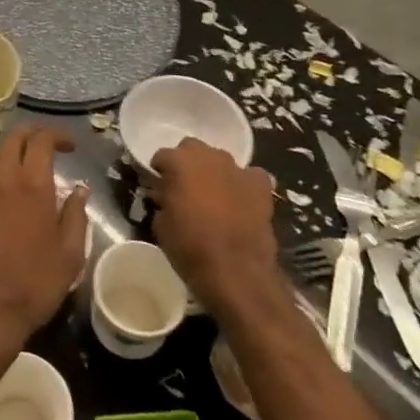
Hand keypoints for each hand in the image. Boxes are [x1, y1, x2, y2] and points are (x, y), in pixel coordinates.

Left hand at [0, 126, 89, 360]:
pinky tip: (4, 204)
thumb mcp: (70, 255)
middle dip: (31, 136)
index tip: (70, 146)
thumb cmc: (34, 286)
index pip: (41, 140)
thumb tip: (79, 190)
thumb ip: (76, 215)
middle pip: (12, 140)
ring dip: (11, 156)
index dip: (57, 135)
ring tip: (27, 171)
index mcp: (31, 185)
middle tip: (48, 147)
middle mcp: (0, 181)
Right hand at [148, 138, 278, 313]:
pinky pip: (250, 175)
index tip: (158, 185)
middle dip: (187, 163)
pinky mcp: (260, 186)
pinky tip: (241, 199)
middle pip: (192, 148)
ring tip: (213, 195)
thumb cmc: (189, 248)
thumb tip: (165, 196)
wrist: (235, 271)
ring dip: (214, 172)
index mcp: (179, 162)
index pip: (162, 155)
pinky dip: (243, 184)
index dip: (159, 171)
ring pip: (220, 160)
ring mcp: (237, 169)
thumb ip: (162, 200)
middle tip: (184, 186)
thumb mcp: (160, 224)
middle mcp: (208, 157)